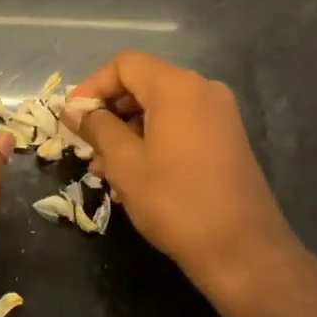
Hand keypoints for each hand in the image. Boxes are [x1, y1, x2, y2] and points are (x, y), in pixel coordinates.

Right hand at [67, 52, 301, 299]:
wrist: (243, 252)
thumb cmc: (175, 201)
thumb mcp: (124, 162)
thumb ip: (96, 127)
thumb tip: (74, 110)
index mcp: (177, 87)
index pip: (124, 65)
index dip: (92, 87)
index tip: (72, 119)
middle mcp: (202, 90)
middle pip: (143, 84)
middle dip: (109, 112)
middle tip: (86, 147)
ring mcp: (219, 115)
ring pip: (160, 108)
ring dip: (128, 131)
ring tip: (106, 170)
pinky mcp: (227, 140)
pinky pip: (180, 125)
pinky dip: (153, 140)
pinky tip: (135, 175)